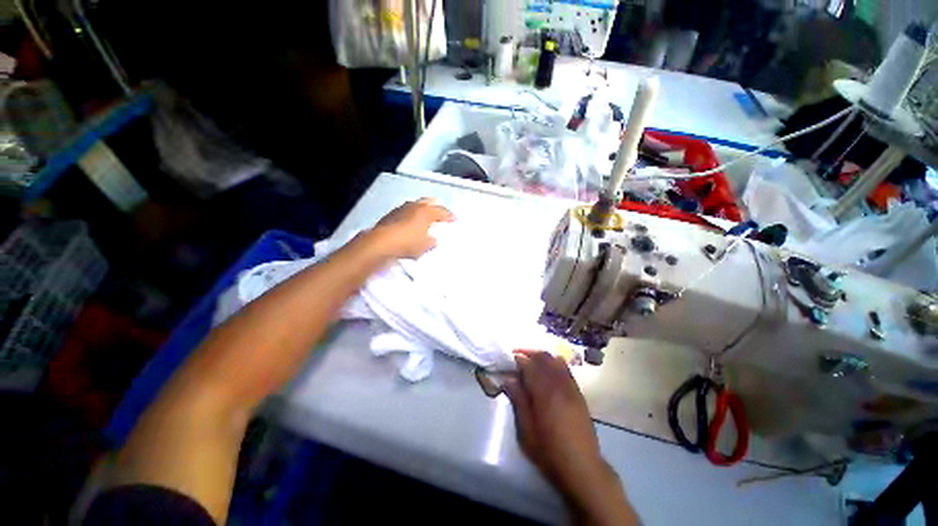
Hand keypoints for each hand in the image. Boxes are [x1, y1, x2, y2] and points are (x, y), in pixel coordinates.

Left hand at [366, 198, 453, 259]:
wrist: (381, 244)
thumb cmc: (407, 243)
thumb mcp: (424, 246)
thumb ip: (431, 241)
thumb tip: (434, 240)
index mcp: (426, 212)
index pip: (442, 211)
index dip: (450, 216)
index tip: (454, 219)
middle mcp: (414, 206)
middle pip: (429, 202)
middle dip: (436, 206)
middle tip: (440, 213)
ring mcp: (401, 208)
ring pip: (416, 205)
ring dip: (422, 209)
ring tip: (426, 216)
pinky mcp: (391, 214)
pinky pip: (405, 211)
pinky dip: (411, 214)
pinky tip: (410, 222)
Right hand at [504, 352, 636, 524]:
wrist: (582, 466)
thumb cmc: (549, 450)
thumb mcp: (526, 430)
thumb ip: (518, 401)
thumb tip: (509, 379)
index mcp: (544, 392)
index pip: (530, 365)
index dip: (519, 358)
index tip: (510, 357)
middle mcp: (558, 384)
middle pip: (544, 358)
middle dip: (530, 352)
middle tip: (519, 355)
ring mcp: (570, 387)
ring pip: (556, 361)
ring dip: (543, 357)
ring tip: (532, 361)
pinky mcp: (578, 393)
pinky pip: (566, 370)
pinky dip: (555, 363)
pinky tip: (550, 369)